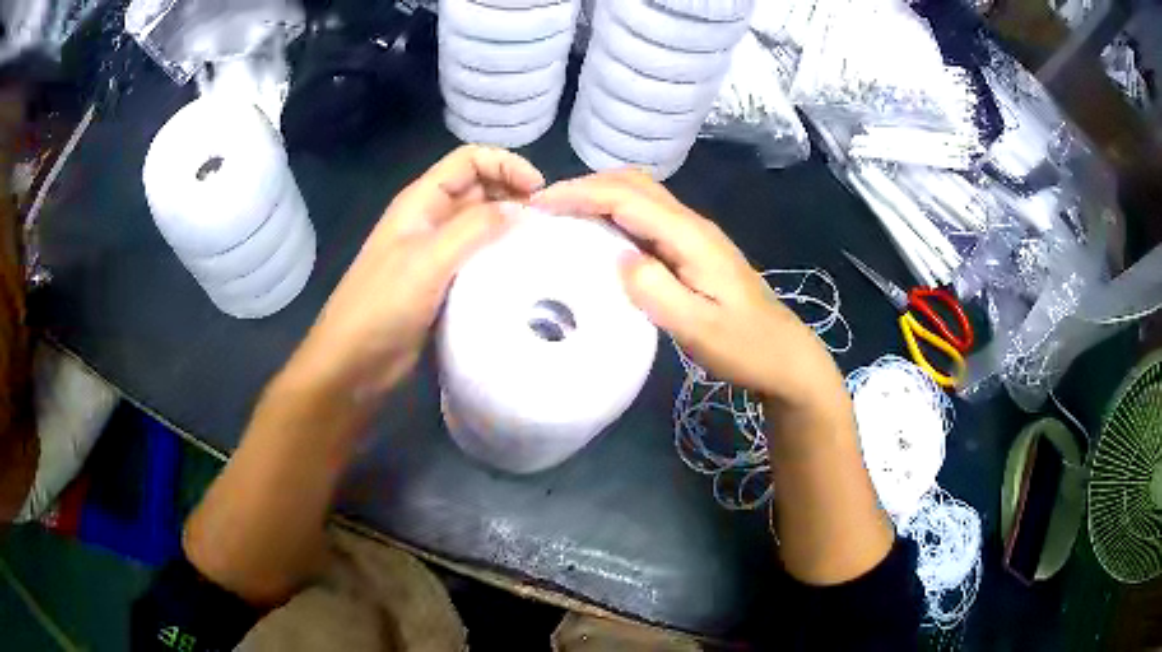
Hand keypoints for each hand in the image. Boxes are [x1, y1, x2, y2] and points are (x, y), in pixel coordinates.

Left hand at [289, 145, 544, 398]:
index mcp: (421, 201)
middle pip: (478, 188)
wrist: (354, 362)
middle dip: (512, 194)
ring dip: (508, 227)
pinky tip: (520, 273)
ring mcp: (434, 252)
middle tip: (546, 222)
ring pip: (479, 224)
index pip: (469, 159)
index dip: (505, 164)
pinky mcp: (441, 283)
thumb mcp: (429, 260)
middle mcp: (429, 219)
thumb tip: (521, 210)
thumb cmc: (383, 305)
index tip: (538, 192)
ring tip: (540, 247)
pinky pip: (476, 258)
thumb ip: (475, 228)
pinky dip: (499, 258)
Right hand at [532, 170, 844, 410]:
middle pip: (633, 184)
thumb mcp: (700, 329)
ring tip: (561, 215)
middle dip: (585, 186)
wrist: (784, 356)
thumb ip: (657, 292)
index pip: (627, 198)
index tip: (539, 204)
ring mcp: (693, 235)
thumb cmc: (746, 347)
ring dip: (598, 196)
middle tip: (543, 206)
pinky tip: (596, 235)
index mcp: (690, 237)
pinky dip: (613, 214)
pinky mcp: (691, 250)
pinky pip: (645, 218)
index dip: (580, 194)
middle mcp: (691, 225)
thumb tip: (619, 259)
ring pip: (639, 196)